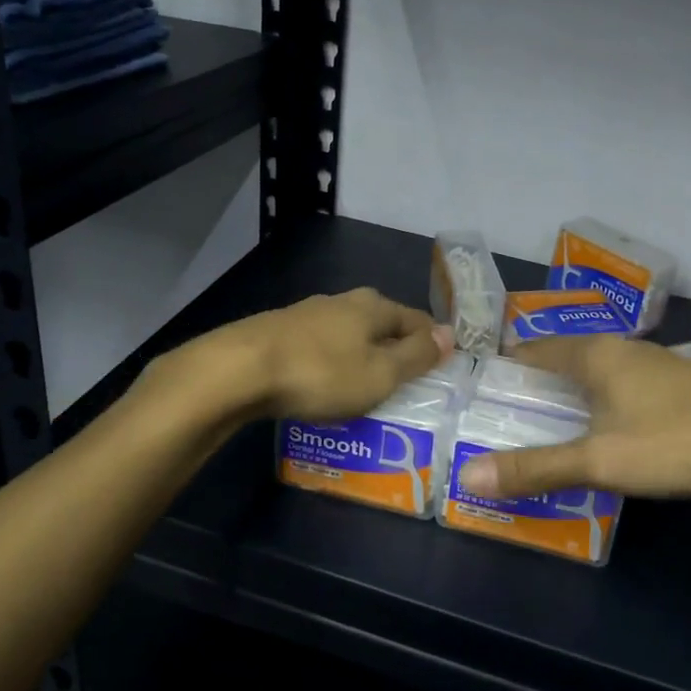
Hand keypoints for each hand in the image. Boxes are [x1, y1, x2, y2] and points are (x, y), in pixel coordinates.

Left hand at [226, 288, 453, 422]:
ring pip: (350, 335)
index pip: (417, 320)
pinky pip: (322, 347)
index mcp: (374, 306)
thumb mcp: (380, 373)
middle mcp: (344, 301)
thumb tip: (449, 334)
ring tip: (366, 388)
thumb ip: (416, 355)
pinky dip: (333, 364)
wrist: (240, 369)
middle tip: (405, 384)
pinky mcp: (281, 331)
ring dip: (362, 357)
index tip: (440, 368)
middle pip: (382, 325)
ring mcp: (309, 314)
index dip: (432, 343)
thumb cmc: (322, 373)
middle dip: (396, 350)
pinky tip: (326, 384)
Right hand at [457, 335, 690, 505]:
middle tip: (513, 413)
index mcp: (594, 355)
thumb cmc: (673, 442)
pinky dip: (605, 399)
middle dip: (539, 381)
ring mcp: (656, 362)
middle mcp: (622, 348)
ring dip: (574, 391)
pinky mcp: (681, 382)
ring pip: (600, 370)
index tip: (485, 389)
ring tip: (555, 421)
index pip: (535, 349)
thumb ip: (536, 467)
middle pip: (566, 358)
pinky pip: (626, 383)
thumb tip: (469, 476)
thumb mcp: (599, 460)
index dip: (508, 366)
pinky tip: (612, 426)